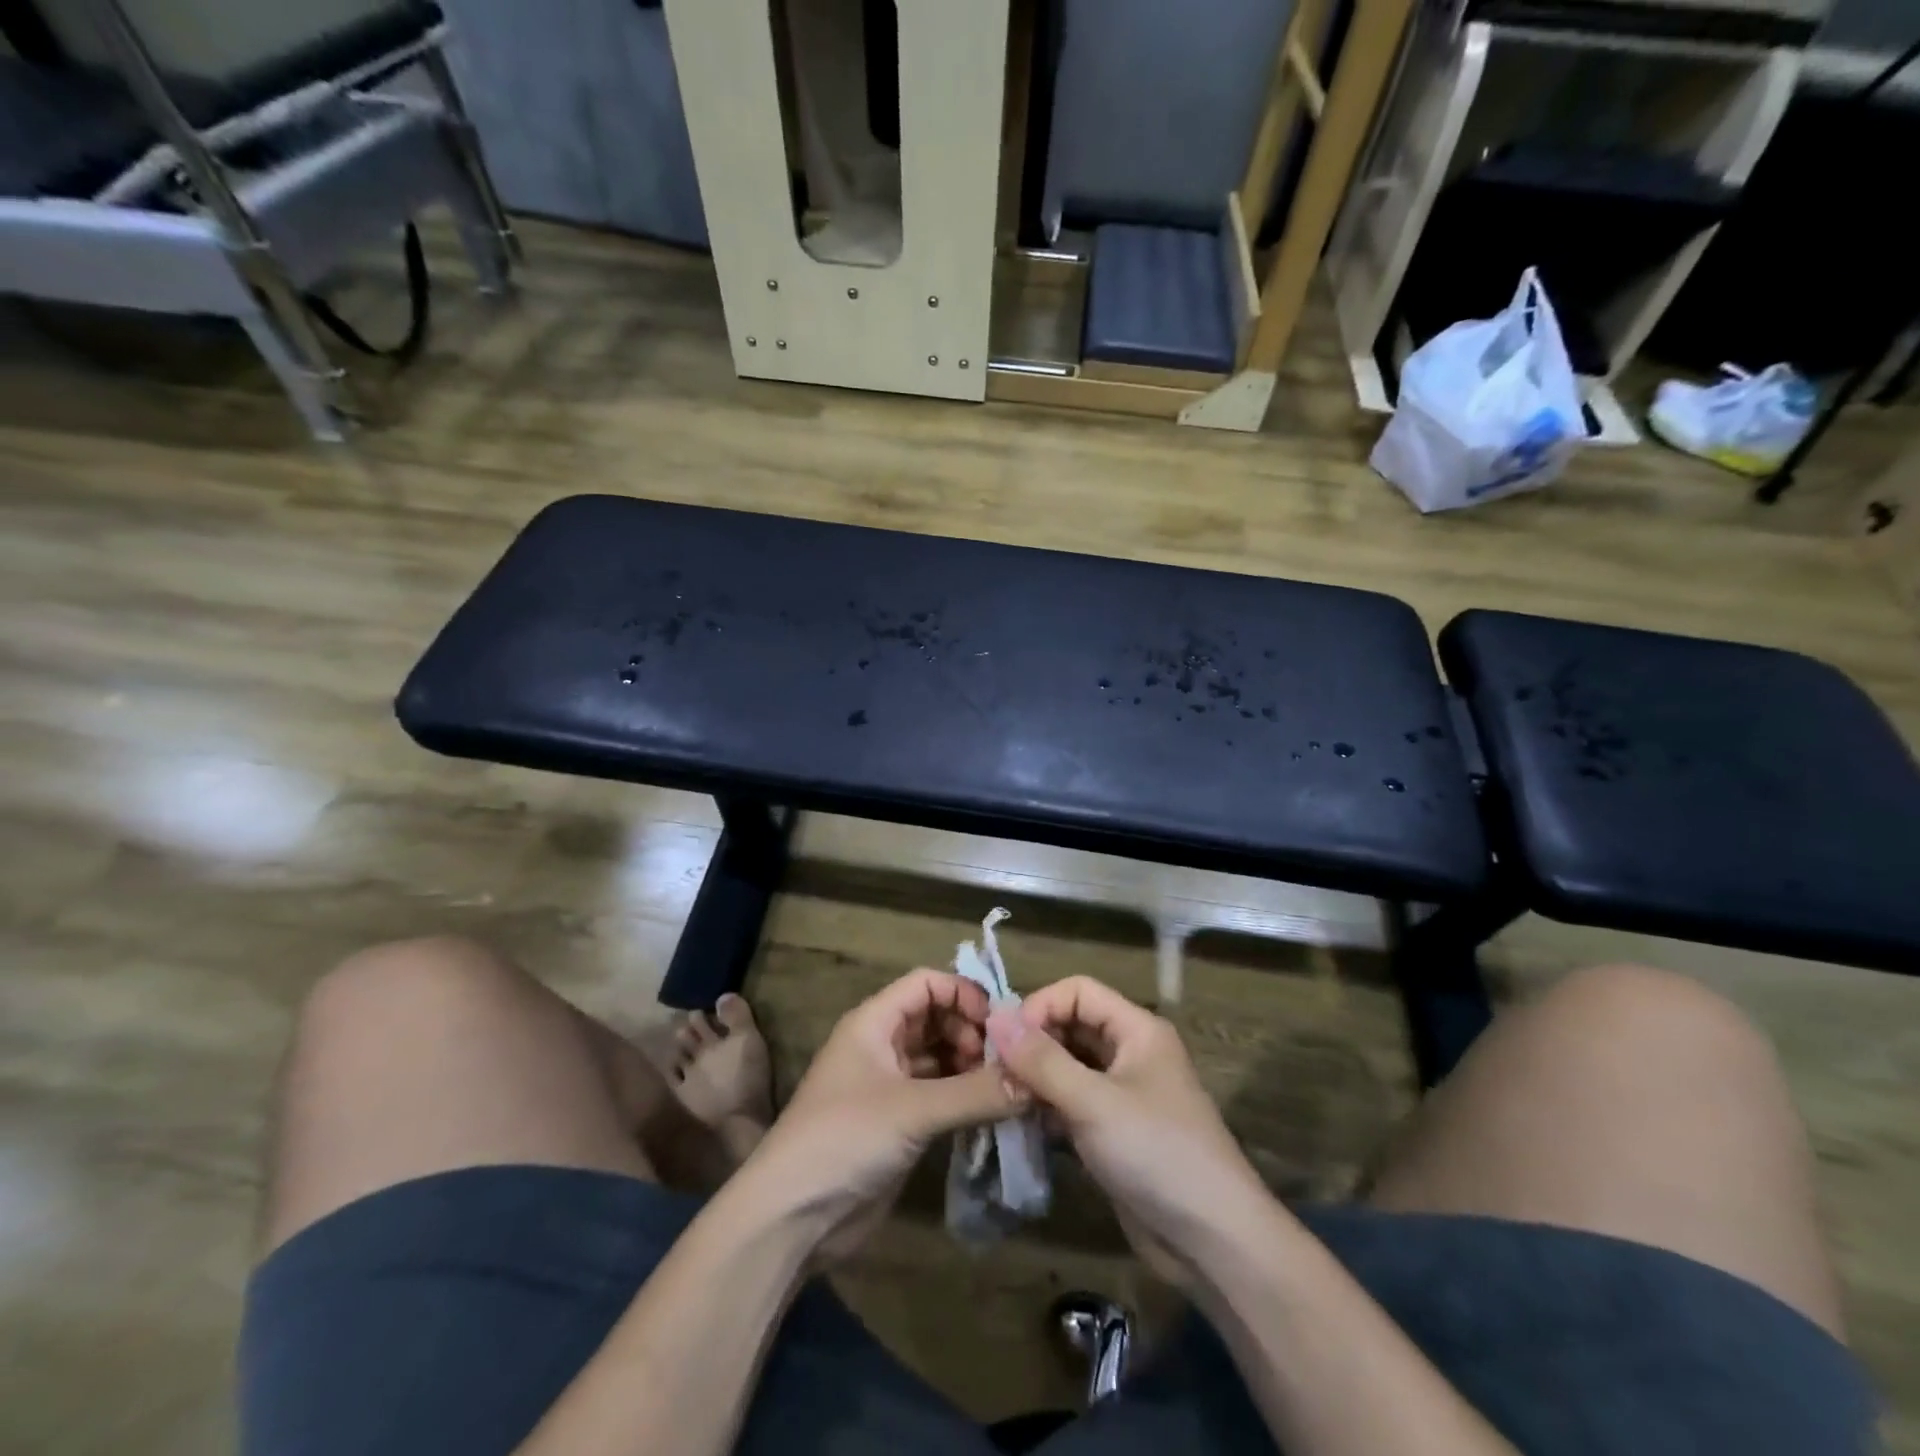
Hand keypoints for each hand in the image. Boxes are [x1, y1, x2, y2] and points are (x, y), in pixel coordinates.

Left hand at [743, 969, 1023, 1262]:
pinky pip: (939, 1095)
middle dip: (972, 1032)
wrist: (791, 1218)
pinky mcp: (897, 1123)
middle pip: (935, 1017)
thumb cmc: (845, 1139)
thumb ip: (976, 1093)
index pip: (926, 983)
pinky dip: (964, 1097)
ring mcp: (889, 1085)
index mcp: (874, 1022)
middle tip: (1006, 1062)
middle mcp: (881, 1045)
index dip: (963, 994)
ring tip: (1005, 1087)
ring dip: (971, 1066)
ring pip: (939, 1057)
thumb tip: (1037, 1080)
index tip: (1000, 1025)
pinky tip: (991, 1112)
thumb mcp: (913, 1110)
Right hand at [987, 977, 1264, 1284]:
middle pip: (1071, 1027)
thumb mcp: (1094, 1102)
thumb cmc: (1157, 1154)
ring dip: (1034, 1078)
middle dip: (1032, 1044)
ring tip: (1001, 1098)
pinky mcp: (1112, 1133)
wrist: (1214, 1244)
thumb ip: (1042, 1060)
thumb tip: (995, 1015)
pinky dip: (1045, 1108)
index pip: (1078, 991)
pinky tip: (1018, 1124)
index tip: (1004, 1040)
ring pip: (1067, 1067)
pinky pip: (1070, 1104)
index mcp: (1136, 1030)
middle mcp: (1129, 1053)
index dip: (1041, 1006)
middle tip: (994, 1072)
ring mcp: (1121, 1095)